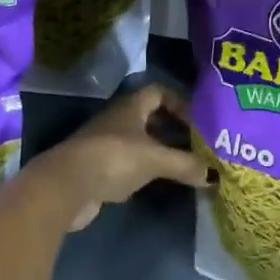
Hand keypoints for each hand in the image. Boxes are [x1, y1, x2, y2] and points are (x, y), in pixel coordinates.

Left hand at [38, 84, 210, 230]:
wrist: (65, 186)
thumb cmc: (114, 158)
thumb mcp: (156, 159)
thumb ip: (185, 165)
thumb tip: (214, 175)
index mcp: (131, 106)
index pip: (159, 92)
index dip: (180, 103)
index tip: (198, 120)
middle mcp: (118, 119)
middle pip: (150, 118)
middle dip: (173, 129)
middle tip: (196, 144)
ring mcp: (105, 144)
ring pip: (139, 142)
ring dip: (159, 151)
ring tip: (183, 165)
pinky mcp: (97, 169)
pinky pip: (128, 163)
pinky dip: (144, 169)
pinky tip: (158, 182)